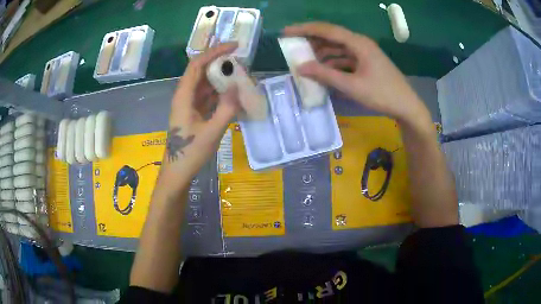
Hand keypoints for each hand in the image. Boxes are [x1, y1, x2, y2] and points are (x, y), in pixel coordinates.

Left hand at [163, 43, 239, 184]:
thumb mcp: (211, 133)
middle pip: (200, 70)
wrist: (177, 173)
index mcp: (183, 96)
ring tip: (241, 74)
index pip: (197, 65)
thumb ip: (226, 109)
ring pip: (205, 83)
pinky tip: (233, 92)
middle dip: (220, 62)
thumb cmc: (190, 154)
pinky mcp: (193, 112)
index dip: (214, 52)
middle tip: (241, 60)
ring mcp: (188, 104)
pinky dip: (220, 91)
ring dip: (221, 76)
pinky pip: (207, 95)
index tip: (234, 46)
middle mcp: (184, 96)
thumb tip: (239, 86)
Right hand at [283, 22, 429, 124]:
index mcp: (358, 43)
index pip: (327, 30)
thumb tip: (300, 67)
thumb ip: (325, 75)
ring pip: (337, 48)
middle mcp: (360, 43)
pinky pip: (345, 58)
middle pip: (331, 36)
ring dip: (321, 53)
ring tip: (304, 61)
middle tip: (292, 46)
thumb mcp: (352, 86)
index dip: (305, 29)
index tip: (286, 32)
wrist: (406, 106)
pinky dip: (333, 63)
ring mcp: (364, 53)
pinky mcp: (366, 62)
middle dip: (311, 40)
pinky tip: (323, 71)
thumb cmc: (382, 94)